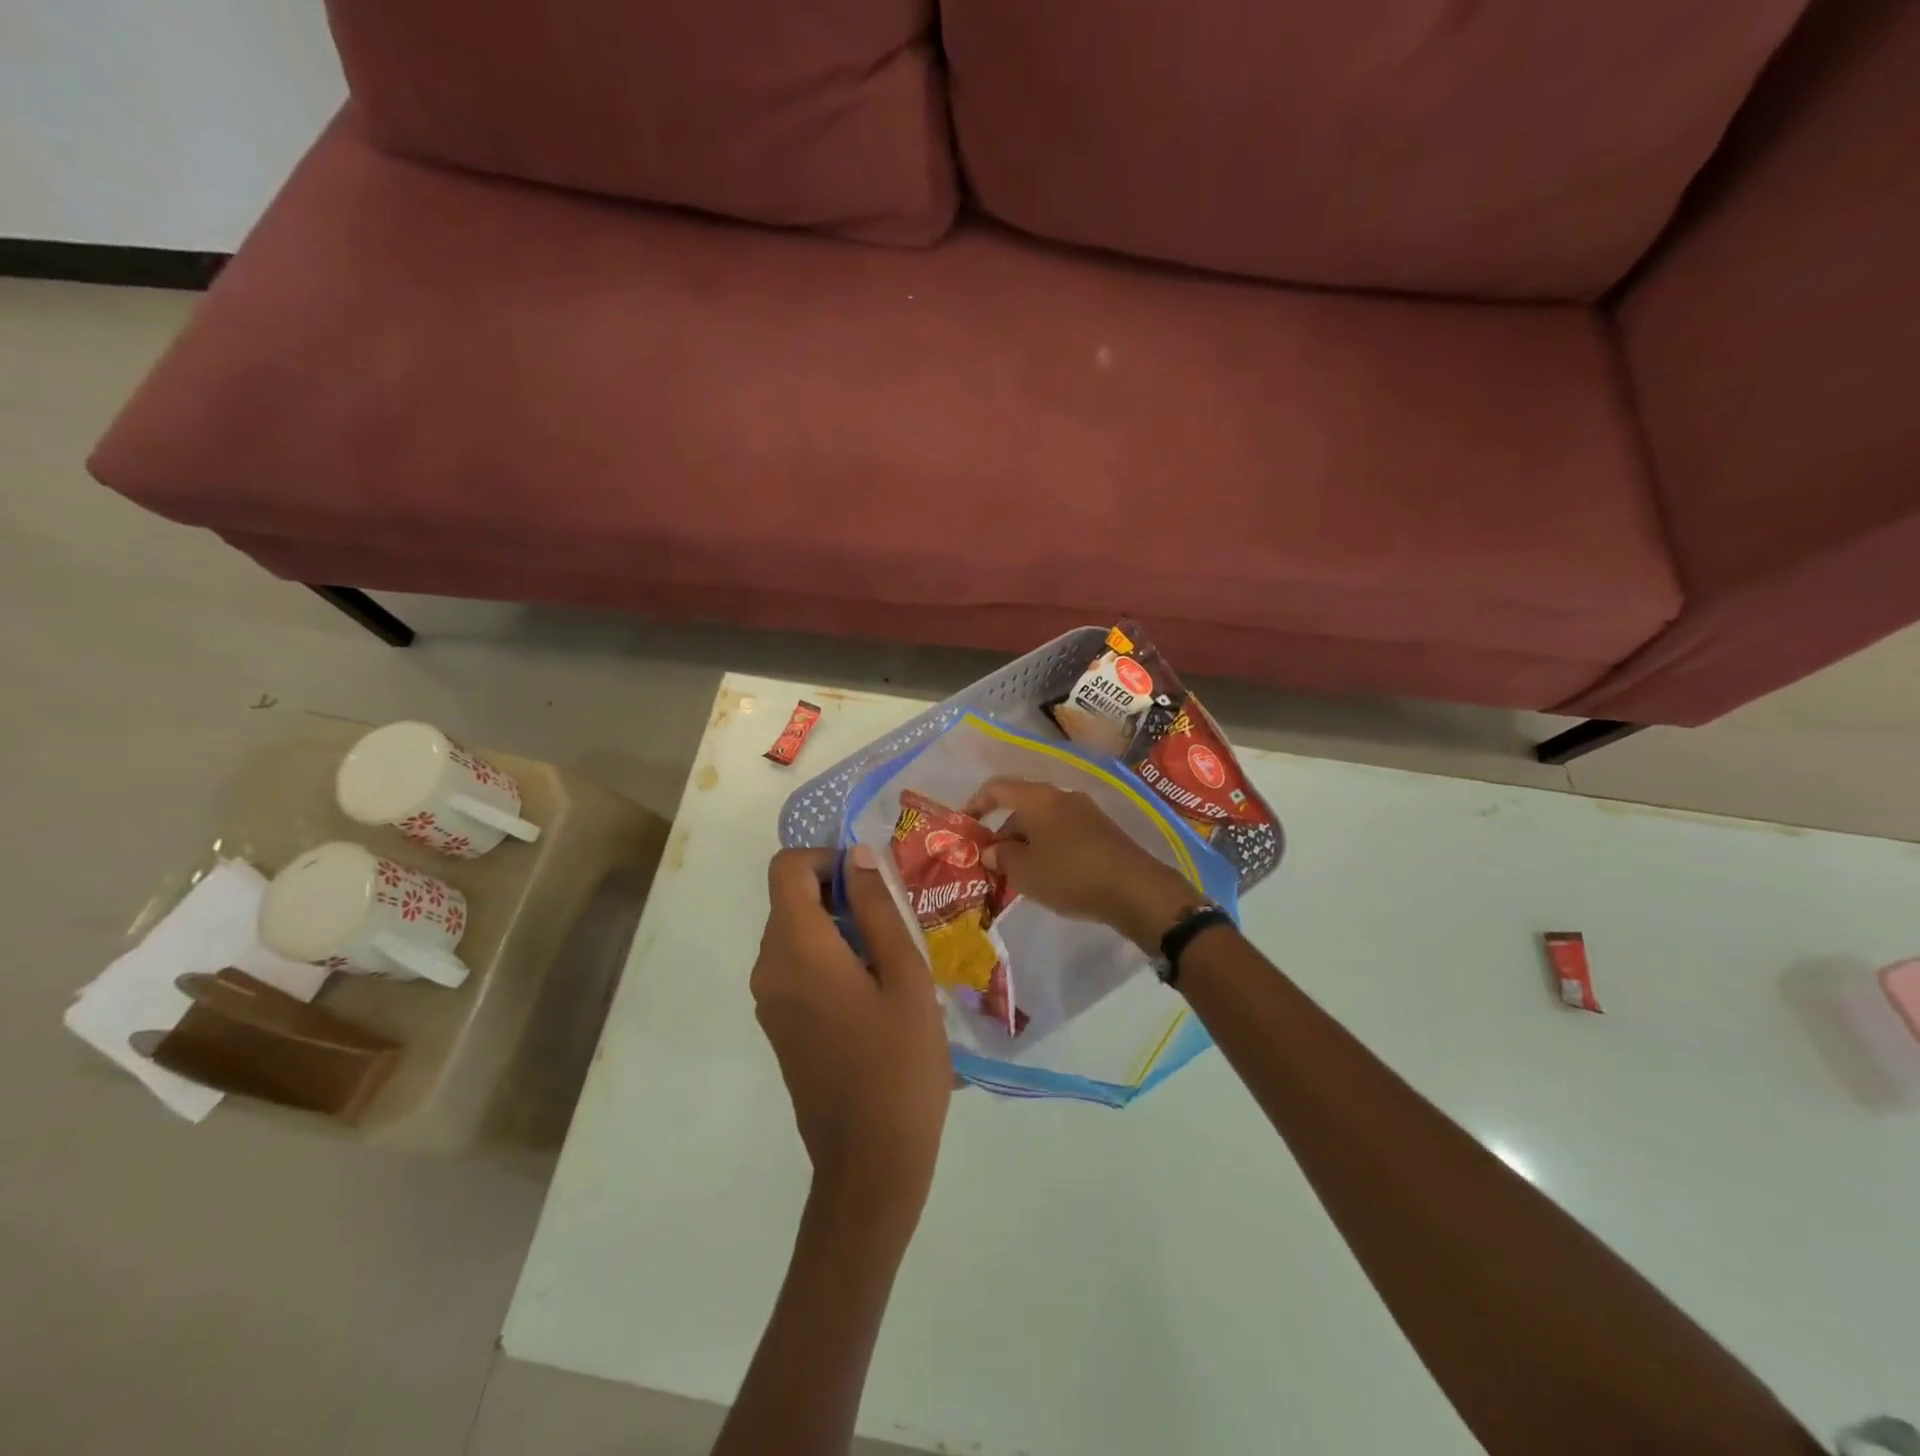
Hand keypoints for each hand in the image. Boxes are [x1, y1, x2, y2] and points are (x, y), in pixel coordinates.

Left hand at [751, 846, 951, 1224]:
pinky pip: (796, 968)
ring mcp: (769, 1001)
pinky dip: (829, 959)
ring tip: (892, 963)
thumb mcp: (905, 974)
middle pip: (791, 900)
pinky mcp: (779, 1026)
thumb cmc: (899, 1063)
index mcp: (796, 948)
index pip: (786, 869)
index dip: (826, 860)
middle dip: (840, 896)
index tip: (871, 884)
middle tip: (894, 925)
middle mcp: (769, 968)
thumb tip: (856, 857)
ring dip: (839, 929)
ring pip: (796, 934)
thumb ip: (877, 908)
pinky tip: (874, 995)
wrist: (870, 1163)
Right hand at [964, 778, 1199, 951]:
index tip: (965, 825)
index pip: (997, 788)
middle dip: (1003, 833)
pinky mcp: (1102, 831)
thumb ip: (1002, 858)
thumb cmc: (1070, 874)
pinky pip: (1063, 834)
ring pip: (1043, 823)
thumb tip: (993, 851)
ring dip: (1026, 844)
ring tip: (1018, 877)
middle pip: (1021, 807)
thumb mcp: (1025, 872)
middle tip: (992, 865)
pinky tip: (1049, 877)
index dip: (976, 803)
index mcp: (1038, 798)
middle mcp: (1061, 796)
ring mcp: (1085, 812)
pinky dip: (1048, 849)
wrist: (1135, 888)